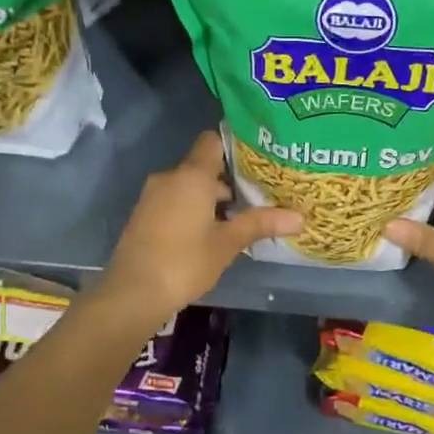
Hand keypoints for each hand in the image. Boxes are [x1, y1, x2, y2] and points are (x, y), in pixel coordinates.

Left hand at [96, 131, 301, 324]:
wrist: (133, 292)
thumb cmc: (185, 262)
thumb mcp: (228, 243)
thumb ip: (261, 223)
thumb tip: (300, 217)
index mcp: (192, 175)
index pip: (213, 141)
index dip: (236, 146)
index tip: (259, 160)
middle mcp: (170, 177)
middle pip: (204, 167)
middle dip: (230, 181)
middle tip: (260, 196)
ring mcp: (153, 196)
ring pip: (189, 187)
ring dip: (211, 200)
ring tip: (240, 219)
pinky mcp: (144, 215)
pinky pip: (175, 201)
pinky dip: (193, 210)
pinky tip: (211, 234)